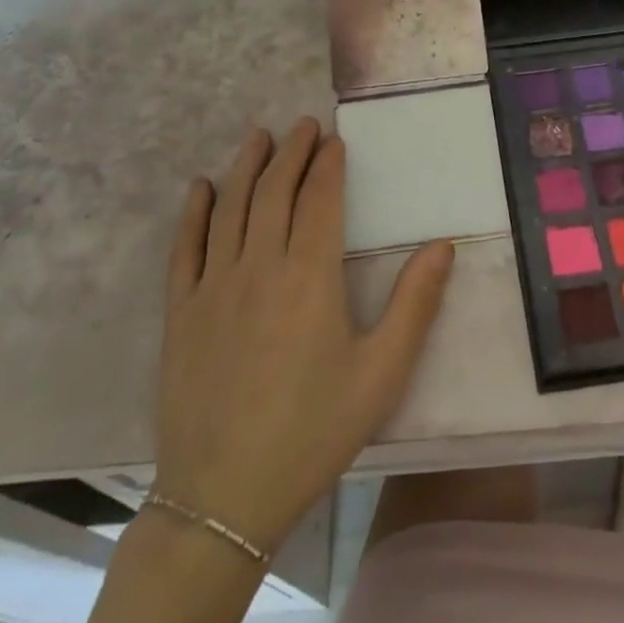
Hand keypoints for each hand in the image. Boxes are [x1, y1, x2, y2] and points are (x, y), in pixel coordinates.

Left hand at [154, 119, 453, 553]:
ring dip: (246, 166)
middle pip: (274, 191)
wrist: (223, 498)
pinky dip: (194, 213)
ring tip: (259, 136)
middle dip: (292, 152)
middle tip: (303, 125)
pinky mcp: (181, 312)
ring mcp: (214, 287)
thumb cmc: (312, 432)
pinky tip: (201, 188)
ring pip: (231, 208)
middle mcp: (260, 267)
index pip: (320, 200)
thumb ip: (414, 305)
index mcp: (310, 277)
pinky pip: (185, 248)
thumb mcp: (380, 374)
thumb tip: (442, 245)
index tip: (336, 140)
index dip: (329, 165)